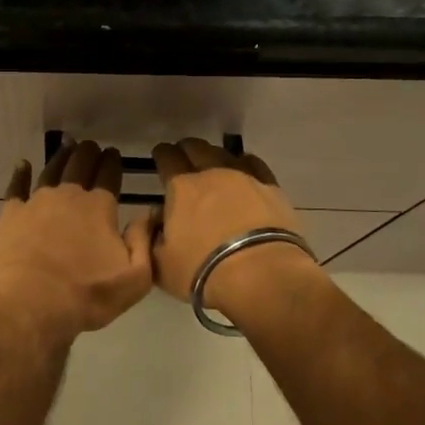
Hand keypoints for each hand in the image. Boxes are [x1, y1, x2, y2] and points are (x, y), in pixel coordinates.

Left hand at [0, 141, 155, 346]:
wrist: (30, 305)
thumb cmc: (86, 295)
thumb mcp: (134, 279)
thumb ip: (144, 242)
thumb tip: (149, 213)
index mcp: (99, 207)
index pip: (109, 175)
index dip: (113, 162)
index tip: (114, 153)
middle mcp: (68, 195)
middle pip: (80, 165)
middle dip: (89, 153)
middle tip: (92, 146)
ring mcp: (36, 202)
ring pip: (52, 170)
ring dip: (62, 157)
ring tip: (67, 147)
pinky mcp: (11, 214)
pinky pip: (16, 186)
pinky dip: (21, 173)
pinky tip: (23, 165)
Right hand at [152, 138, 327, 323]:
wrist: (262, 275)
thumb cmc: (204, 271)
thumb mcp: (161, 264)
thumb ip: (152, 238)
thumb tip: (158, 221)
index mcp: (181, 188)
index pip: (166, 157)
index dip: (161, 154)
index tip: (160, 156)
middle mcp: (211, 173)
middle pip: (196, 148)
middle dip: (186, 150)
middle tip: (183, 159)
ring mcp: (244, 177)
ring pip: (224, 153)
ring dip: (214, 156)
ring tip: (213, 166)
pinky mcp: (271, 188)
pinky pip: (254, 164)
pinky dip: (244, 163)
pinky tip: (244, 169)